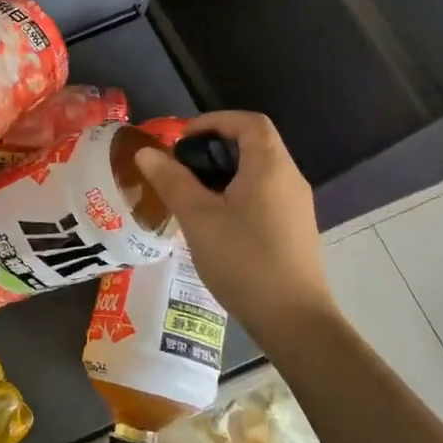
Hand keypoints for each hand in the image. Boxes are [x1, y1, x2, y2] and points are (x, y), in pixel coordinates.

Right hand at [133, 110, 338, 344]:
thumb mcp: (197, 217)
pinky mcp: (294, 230)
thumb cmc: (244, 260)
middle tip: (179, 167)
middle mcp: (289, 178)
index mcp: (270, 166)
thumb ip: (171, 180)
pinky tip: (213, 222)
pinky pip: (263, 195)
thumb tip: (146, 152)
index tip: (182, 139)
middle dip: (213, 148)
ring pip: (257, 172)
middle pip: (253, 145)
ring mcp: (295, 206)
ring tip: (189, 194)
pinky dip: (236, 194)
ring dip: (223, 173)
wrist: (294, 320)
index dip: (214, 121)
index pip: (248, 122)